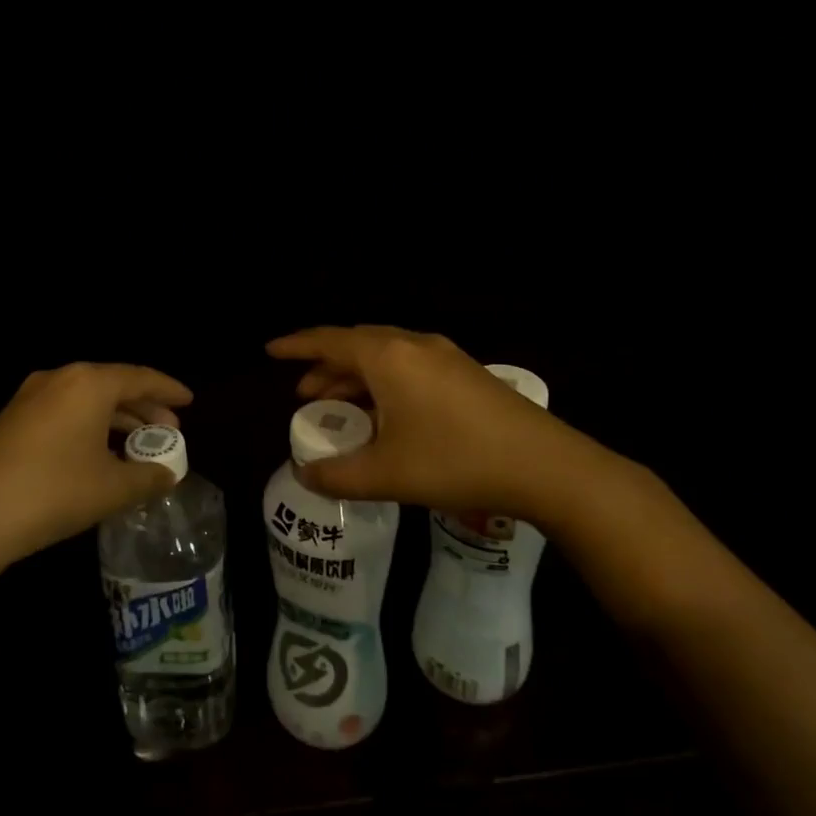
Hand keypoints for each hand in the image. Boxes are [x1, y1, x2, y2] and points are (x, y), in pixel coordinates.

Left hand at [0, 362, 193, 572]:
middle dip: (144, 407)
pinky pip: (64, 411)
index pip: (140, 377)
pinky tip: (99, 454)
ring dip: (116, 419)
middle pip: (113, 385)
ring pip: (87, 400)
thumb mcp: (112, 488)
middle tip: (169, 430)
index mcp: (89, 383)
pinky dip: (90, 426)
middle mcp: (59, 378)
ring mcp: (30, 397)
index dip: (169, 389)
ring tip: (139, 444)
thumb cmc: (54, 492)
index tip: (190, 400)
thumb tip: (168, 474)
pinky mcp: (12, 419)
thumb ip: (148, 477)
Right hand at [267, 325, 627, 529]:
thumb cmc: (456, 462)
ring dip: (355, 377)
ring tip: (338, 409)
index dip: (296, 346)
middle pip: (356, 345)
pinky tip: (385, 416)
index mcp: (388, 356)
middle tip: (304, 396)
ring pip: (384, 356)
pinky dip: (383, 383)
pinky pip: (408, 366)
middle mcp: (413, 344)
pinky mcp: (465, 372)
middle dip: (325, 367)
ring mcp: (444, 356)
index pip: (328, 341)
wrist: (545, 466)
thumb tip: (304, 474)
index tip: (271, 351)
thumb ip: (336, 475)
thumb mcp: (386, 475)